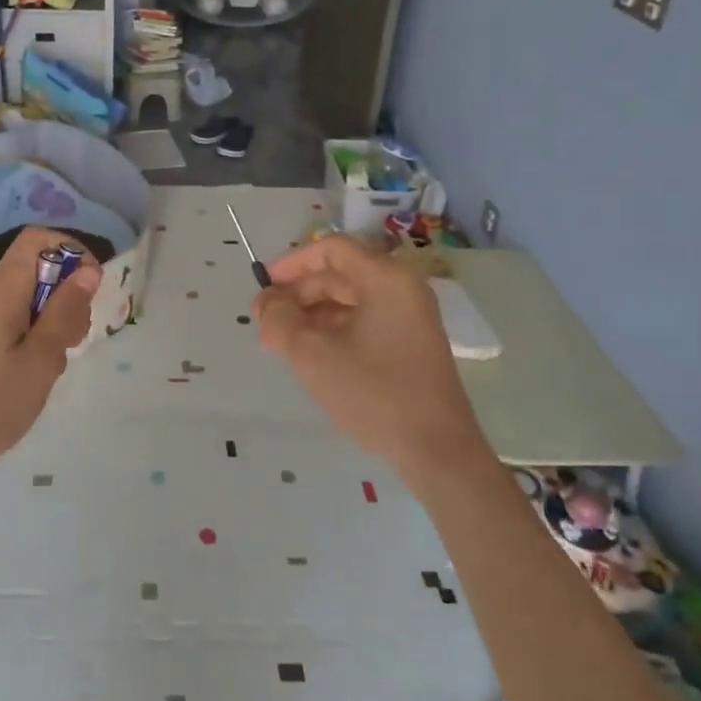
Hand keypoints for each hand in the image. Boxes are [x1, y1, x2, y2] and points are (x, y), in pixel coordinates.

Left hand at [0, 227, 101, 485]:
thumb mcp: (40, 360)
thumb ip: (65, 312)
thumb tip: (88, 270)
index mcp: (1, 289)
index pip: (38, 239)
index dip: (71, 251)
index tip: (90, 290)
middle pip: (35, 271)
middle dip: (65, 296)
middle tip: (73, 341)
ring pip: (25, 301)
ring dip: (50, 323)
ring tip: (51, 367)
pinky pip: (9, 322)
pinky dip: (30, 338)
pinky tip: (30, 376)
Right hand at [252, 235, 484, 486]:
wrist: (437, 451)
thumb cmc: (373, 393)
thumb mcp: (312, 354)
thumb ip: (280, 320)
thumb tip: (267, 303)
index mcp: (385, 279)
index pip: (331, 249)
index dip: (291, 263)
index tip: (263, 287)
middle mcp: (402, 289)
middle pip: (339, 275)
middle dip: (297, 295)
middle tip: (265, 323)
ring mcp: (410, 317)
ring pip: (349, 301)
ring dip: (311, 315)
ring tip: (280, 343)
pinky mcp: (411, 344)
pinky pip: (364, 322)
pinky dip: (333, 330)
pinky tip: (310, 355)